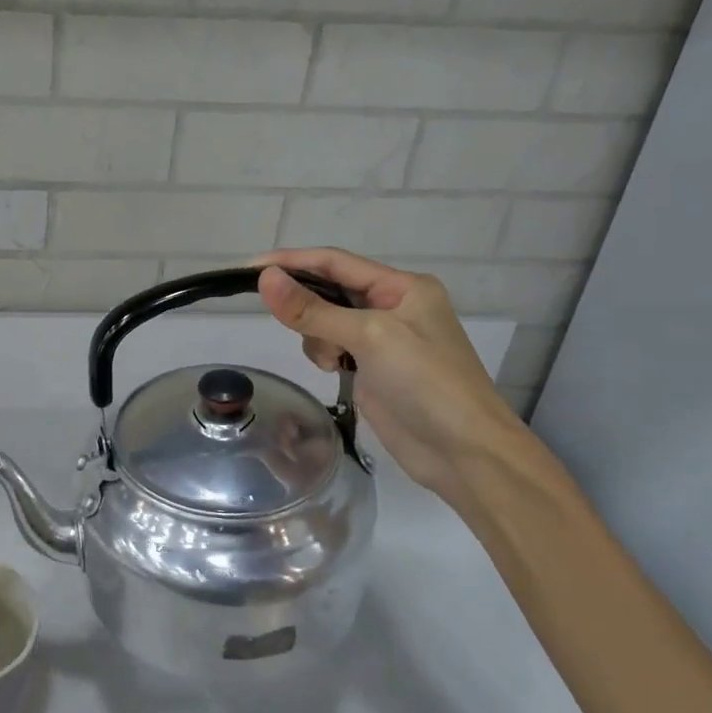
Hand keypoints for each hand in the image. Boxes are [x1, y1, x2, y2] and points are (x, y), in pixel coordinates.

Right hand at [255, 248, 527, 501]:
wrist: (463, 451)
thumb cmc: (425, 382)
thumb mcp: (368, 337)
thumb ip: (313, 309)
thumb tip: (263, 278)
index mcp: (403, 286)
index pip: (335, 262)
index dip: (291, 261)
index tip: (248, 268)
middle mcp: (393, 306)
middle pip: (329, 290)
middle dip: (306, 305)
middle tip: (280, 318)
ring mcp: (383, 339)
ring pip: (326, 321)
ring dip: (317, 336)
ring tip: (333, 361)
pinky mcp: (373, 368)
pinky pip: (333, 347)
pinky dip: (325, 355)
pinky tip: (335, 372)